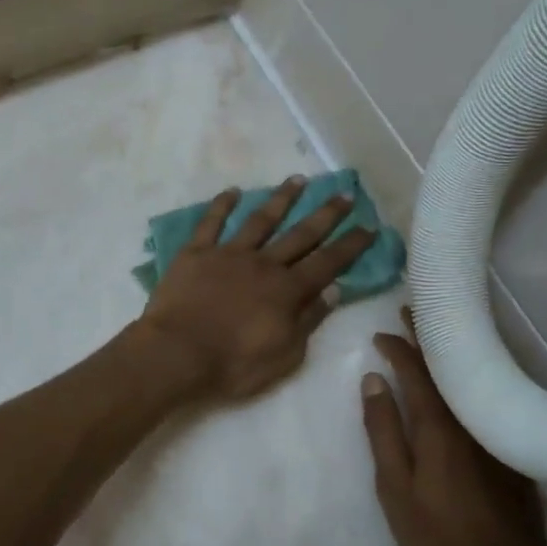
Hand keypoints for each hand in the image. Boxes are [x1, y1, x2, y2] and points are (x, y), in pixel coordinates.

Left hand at [136, 176, 375, 399]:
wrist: (177, 354)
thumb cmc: (233, 365)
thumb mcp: (285, 355)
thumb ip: (309, 321)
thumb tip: (333, 291)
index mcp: (287, 290)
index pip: (328, 262)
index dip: (351, 245)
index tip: (369, 226)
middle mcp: (263, 264)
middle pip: (301, 234)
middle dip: (326, 214)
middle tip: (344, 194)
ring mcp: (228, 254)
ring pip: (260, 219)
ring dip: (281, 199)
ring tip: (297, 180)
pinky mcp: (195, 253)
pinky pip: (211, 223)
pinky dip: (222, 205)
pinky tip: (232, 191)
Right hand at [361, 311, 546, 545]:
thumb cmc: (439, 539)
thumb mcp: (395, 489)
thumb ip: (383, 432)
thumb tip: (373, 381)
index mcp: (441, 428)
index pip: (418, 372)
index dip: (399, 348)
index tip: (381, 333)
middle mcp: (474, 421)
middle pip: (450, 367)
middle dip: (429, 337)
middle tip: (412, 310)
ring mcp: (498, 435)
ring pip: (472, 380)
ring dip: (450, 354)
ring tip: (433, 336)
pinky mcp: (513, 451)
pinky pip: (487, 399)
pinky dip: (470, 379)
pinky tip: (462, 379)